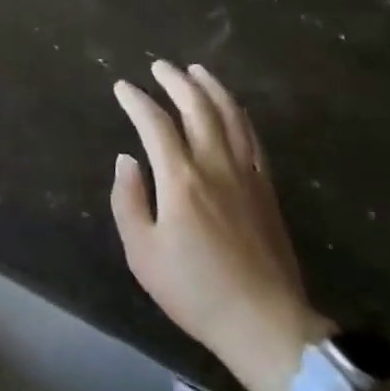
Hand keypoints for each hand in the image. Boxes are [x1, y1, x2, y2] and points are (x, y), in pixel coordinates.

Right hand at [110, 60, 330, 390]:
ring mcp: (246, 173)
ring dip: (211, 88)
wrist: (265, 324)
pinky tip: (231, 108)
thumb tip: (126, 160)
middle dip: (175, 81)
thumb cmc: (195, 291)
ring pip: (230, 115)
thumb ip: (128, 201)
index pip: (155, 123)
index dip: (136, 101)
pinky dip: (238, 114)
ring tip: (196, 71)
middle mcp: (215, 165)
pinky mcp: (267, 188)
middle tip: (159, 66)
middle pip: (197, 107)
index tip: (122, 87)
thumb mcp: (143, 253)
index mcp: (181, 179)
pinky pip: (253, 137)